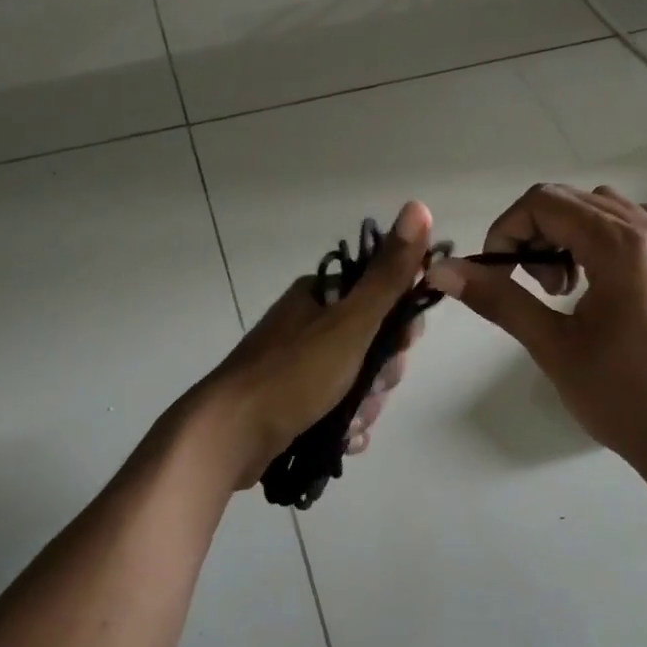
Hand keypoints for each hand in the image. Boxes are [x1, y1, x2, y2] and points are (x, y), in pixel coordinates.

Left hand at [197, 202, 433, 488]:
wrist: (228, 437)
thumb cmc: (294, 374)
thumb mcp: (351, 322)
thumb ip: (389, 274)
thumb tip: (418, 206)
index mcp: (319, 296)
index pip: (381, 297)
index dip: (401, 324)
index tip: (403, 346)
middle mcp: (307, 324)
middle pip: (372, 344)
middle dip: (381, 373)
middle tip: (371, 388)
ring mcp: (297, 365)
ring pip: (357, 380)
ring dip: (365, 404)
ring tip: (352, 422)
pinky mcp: (290, 402)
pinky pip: (336, 409)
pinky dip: (346, 424)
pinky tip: (345, 439)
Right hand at [426, 183, 646, 496]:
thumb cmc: (624, 398)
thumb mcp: (553, 347)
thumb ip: (498, 299)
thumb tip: (442, 270)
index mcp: (623, 246)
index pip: (545, 202)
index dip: (507, 230)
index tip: (497, 273)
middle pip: (575, 201)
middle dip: (537, 235)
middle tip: (533, 288)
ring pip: (609, 209)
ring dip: (573, 234)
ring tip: (568, 289)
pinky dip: (615, 236)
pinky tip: (610, 273)